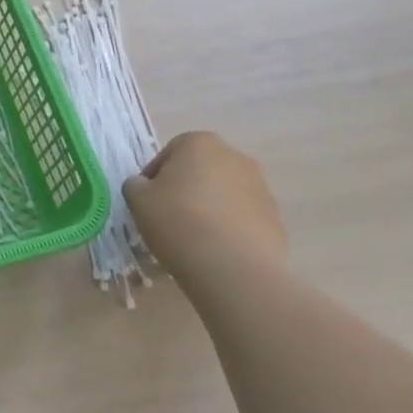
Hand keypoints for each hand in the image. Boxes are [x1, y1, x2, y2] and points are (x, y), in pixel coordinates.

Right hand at [123, 132, 286, 281]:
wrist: (234, 269)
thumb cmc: (178, 222)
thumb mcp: (137, 199)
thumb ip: (136, 185)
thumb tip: (145, 187)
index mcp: (200, 143)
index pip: (168, 154)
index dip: (154, 178)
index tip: (148, 202)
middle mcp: (235, 157)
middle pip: (200, 170)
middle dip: (186, 189)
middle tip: (170, 217)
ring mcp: (261, 188)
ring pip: (224, 193)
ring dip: (210, 208)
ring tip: (195, 238)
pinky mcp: (276, 219)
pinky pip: (243, 218)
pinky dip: (230, 228)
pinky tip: (217, 250)